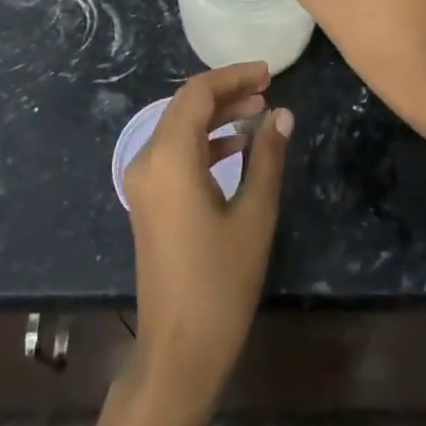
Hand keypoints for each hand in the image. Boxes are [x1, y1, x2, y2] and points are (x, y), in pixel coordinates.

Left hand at [121, 60, 291, 407]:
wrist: (178, 352)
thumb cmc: (220, 283)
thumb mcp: (254, 216)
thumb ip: (267, 158)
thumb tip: (282, 115)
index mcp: (169, 158)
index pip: (197, 93)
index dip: (233, 76)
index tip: (269, 73)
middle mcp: (148, 160)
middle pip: (185, 105)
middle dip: (226, 92)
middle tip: (267, 88)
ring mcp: (143, 181)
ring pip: (179, 127)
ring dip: (216, 115)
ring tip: (259, 111)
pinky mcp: (148, 200)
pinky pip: (174, 152)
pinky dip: (204, 140)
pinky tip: (237, 146)